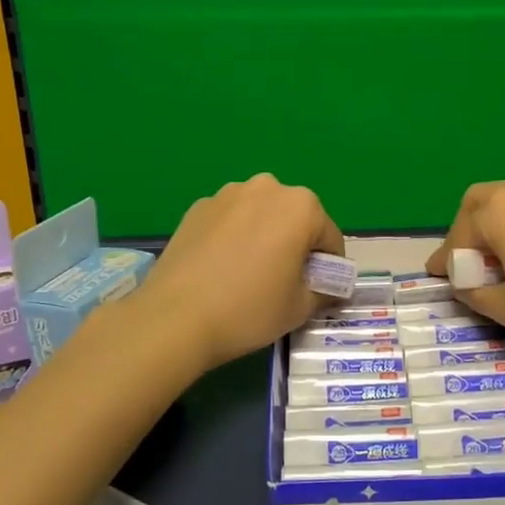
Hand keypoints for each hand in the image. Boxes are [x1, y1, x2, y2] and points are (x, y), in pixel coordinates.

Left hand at [136, 174, 344, 372]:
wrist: (175, 317)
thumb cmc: (249, 309)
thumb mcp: (300, 308)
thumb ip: (323, 291)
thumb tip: (328, 288)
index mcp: (302, 206)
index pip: (329, 237)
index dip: (328, 267)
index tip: (316, 290)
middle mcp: (267, 188)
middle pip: (294, 219)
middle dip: (295, 245)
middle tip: (282, 282)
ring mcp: (228, 193)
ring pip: (261, 215)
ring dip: (264, 236)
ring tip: (248, 274)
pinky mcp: (198, 207)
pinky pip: (230, 220)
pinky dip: (234, 237)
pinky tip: (220, 268)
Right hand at [425, 177, 504, 356]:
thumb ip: (474, 292)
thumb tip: (465, 283)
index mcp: (499, 211)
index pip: (459, 233)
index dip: (446, 258)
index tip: (437, 276)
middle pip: (482, 202)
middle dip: (468, 229)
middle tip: (468, 261)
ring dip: (498, 224)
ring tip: (502, 258)